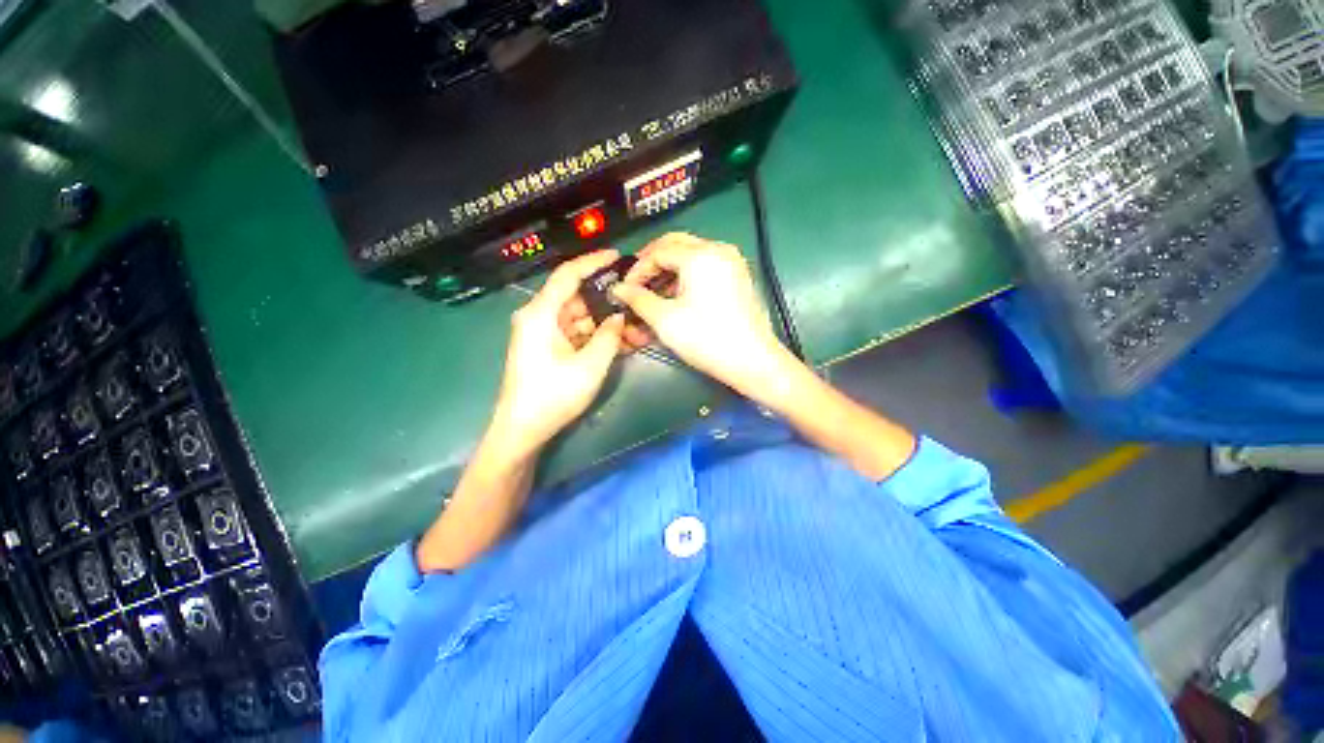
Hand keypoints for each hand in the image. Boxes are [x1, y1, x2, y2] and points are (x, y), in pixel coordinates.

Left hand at [492, 250, 626, 454]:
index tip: (618, 256)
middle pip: (576, 297)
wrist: (523, 429)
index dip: (593, 261)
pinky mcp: (547, 347)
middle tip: (634, 301)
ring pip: (578, 317)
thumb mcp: (590, 366)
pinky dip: (595, 336)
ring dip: (604, 322)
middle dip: (606, 300)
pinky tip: (618, 341)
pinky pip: (575, 333)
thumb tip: (619, 317)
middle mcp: (539, 317)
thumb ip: (609, 336)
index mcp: (541, 313)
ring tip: (633, 326)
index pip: (568, 274)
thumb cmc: (553, 396)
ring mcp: (542, 333)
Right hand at [613, 233, 791, 396]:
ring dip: (669, 268)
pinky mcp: (738, 275)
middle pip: (676, 244)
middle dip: (652, 262)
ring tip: (654, 292)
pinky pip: (706, 265)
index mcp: (700, 255)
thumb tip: (618, 289)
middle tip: (636, 282)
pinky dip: (687, 275)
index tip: (624, 289)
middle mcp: (718, 249)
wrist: (752, 361)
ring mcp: (731, 261)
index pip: (658, 251)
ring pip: (691, 253)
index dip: (637, 269)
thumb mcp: (666, 320)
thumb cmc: (706, 339)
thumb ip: (638, 299)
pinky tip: (677, 295)